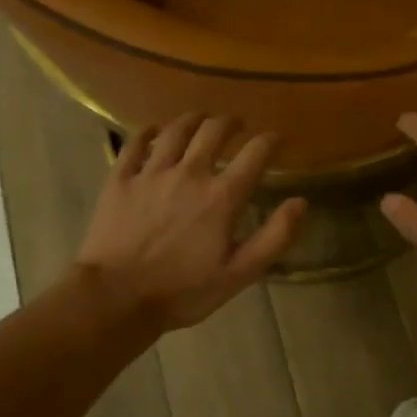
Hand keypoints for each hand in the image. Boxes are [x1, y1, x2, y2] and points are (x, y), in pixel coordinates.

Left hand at [75, 114, 306, 331]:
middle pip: (213, 131)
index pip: (255, 154)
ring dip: (193, 119)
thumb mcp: (239, 274)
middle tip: (237, 124)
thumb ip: (274, 237)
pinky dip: (147, 132)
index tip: (278, 138)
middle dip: (230, 122)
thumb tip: (300, 202)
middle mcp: (189, 173)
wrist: (116, 297)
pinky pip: (134, 144)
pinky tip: (152, 130)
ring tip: (201, 119)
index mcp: (222, 196)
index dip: (271, 140)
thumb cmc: (182, 291)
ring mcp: (151, 173)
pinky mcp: (120, 179)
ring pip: (175, 131)